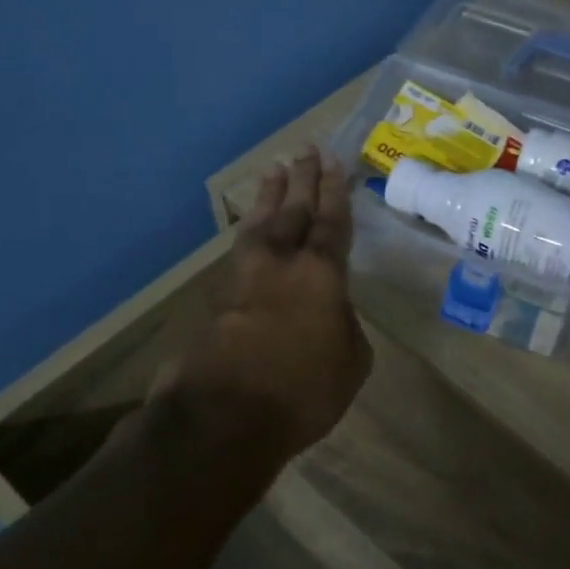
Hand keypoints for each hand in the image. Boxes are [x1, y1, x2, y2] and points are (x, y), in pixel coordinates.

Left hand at [170, 145, 371, 461]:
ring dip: (270, 197)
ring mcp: (244, 278)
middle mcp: (281, 264)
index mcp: (321, 274)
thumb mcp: (351, 362)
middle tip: (306, 151)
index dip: (334, 192)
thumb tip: (332, 313)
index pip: (331, 222)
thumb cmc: (303, 391)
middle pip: (293, 211)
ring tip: (274, 171)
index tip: (334, 163)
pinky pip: (240, 251)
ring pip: (260, 224)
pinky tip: (253, 229)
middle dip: (302, 180)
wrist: (223, 417)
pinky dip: (250, 232)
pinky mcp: (219, 299)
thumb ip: (345, 327)